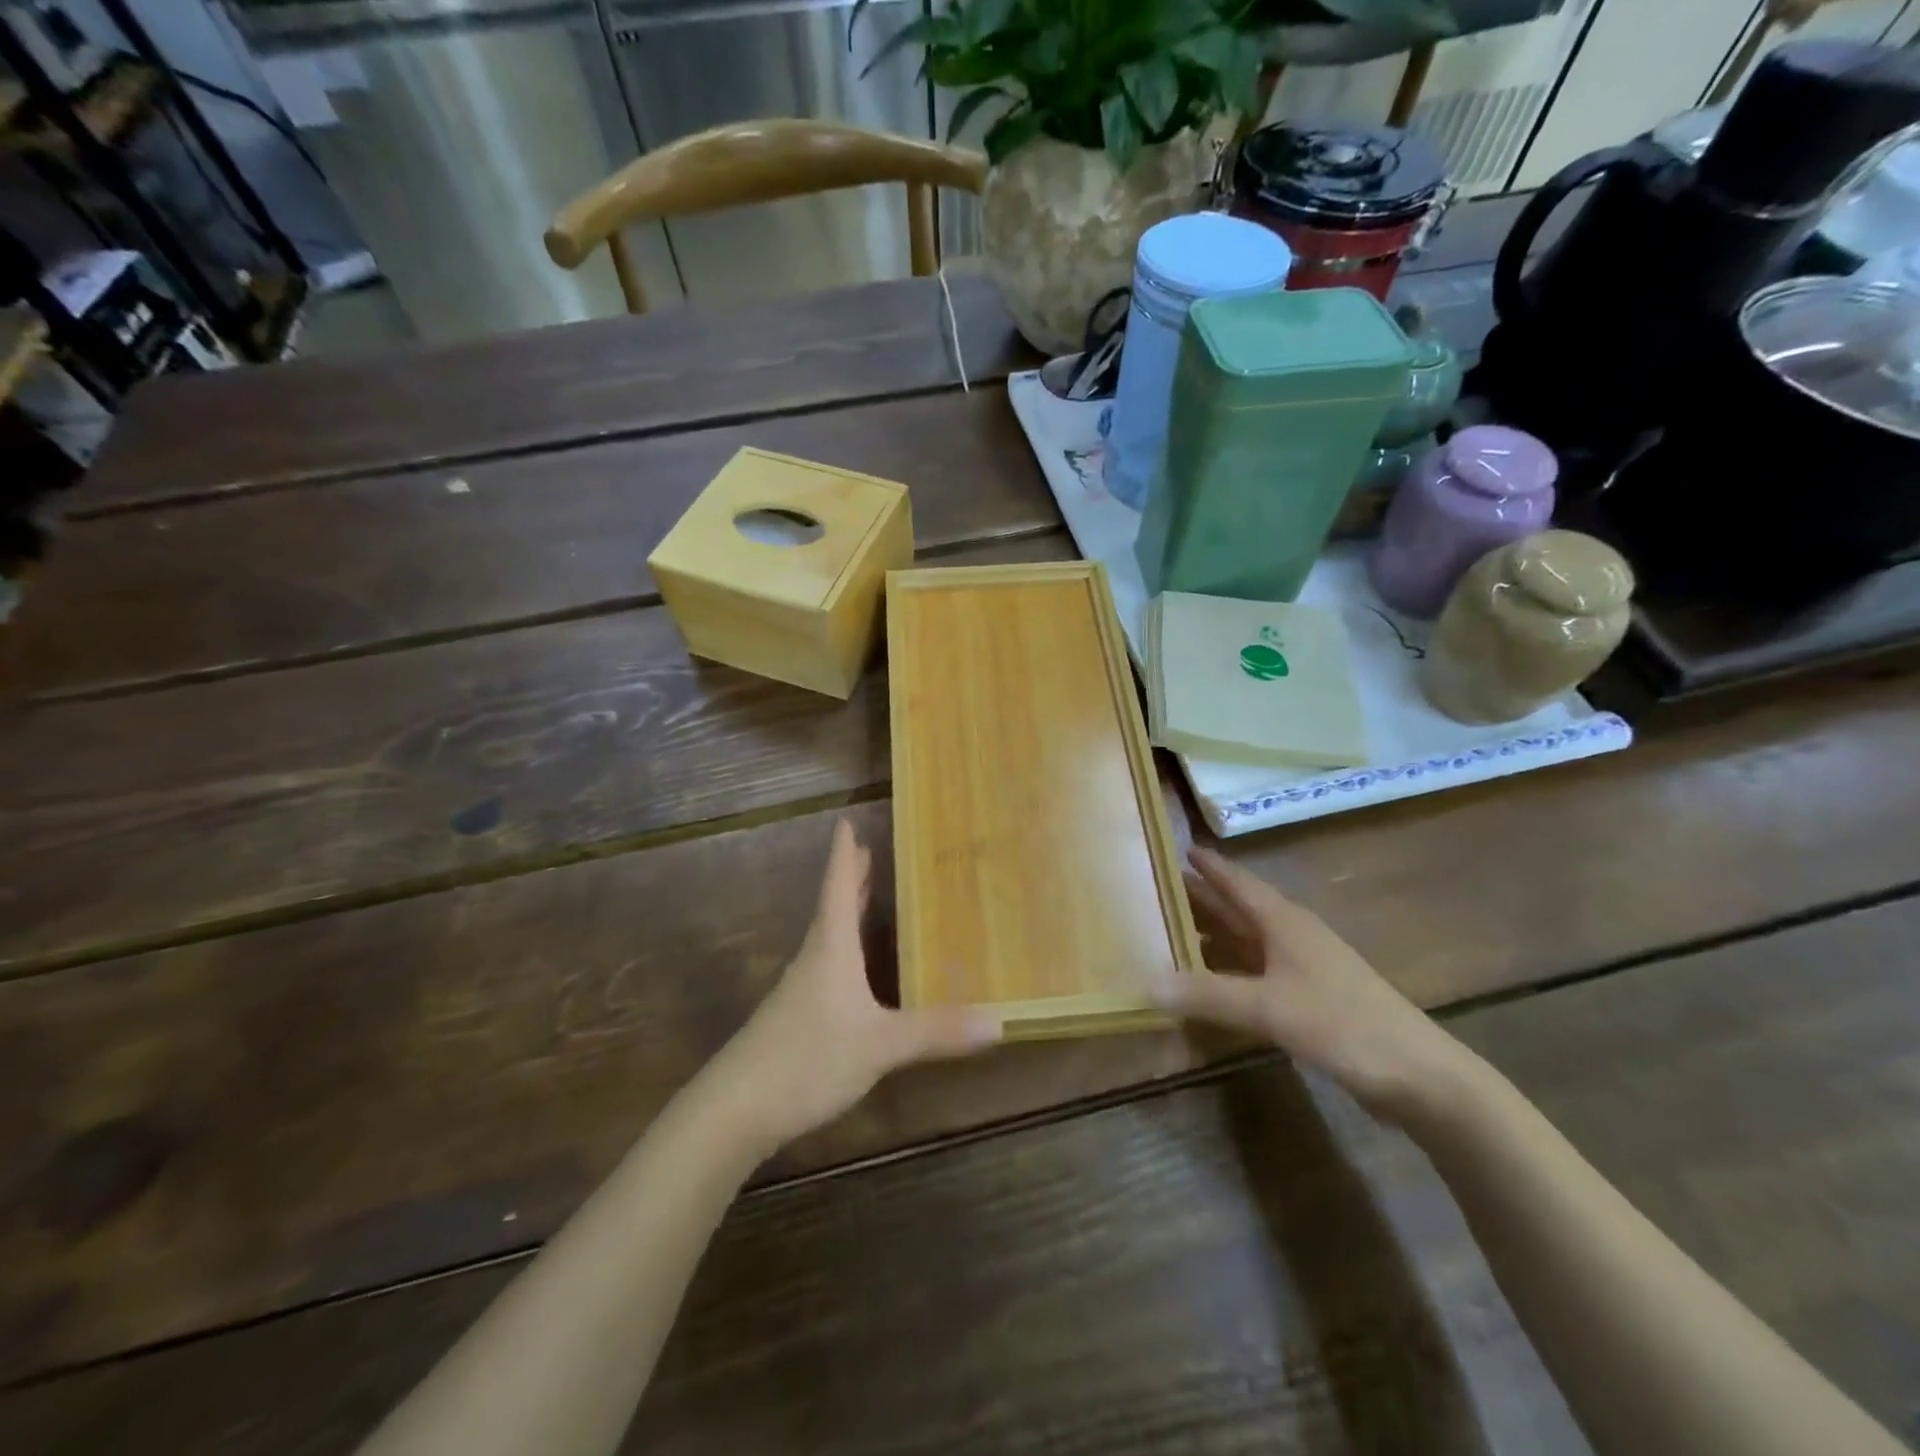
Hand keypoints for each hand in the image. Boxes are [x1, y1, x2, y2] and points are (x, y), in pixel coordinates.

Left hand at [713, 819, 1001, 1153]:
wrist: (735, 1109)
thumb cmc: (807, 1058)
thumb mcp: (879, 1045)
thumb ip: (935, 1032)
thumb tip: (998, 1020)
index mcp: (831, 949)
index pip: (839, 888)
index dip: (843, 855)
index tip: (844, 822)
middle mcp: (814, 960)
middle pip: (832, 907)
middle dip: (850, 878)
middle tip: (866, 850)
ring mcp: (800, 990)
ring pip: (828, 937)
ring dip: (846, 912)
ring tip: (866, 896)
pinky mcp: (794, 1018)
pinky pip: (826, 966)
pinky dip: (844, 949)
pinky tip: (855, 969)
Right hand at [1151, 848, 1466, 1119]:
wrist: (1418, 1075)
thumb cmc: (1343, 1024)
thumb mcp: (1269, 1007)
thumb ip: (1207, 995)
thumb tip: (1145, 982)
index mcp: (1284, 923)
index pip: (1238, 883)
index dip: (1209, 866)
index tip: (1177, 849)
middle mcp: (1290, 938)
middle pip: (1237, 910)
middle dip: (1200, 900)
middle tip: (1155, 892)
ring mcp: (1300, 971)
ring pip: (1244, 944)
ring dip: (1210, 938)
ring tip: (1168, 935)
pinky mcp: (1306, 1003)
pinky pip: (1253, 976)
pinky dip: (1226, 974)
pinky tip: (1204, 985)